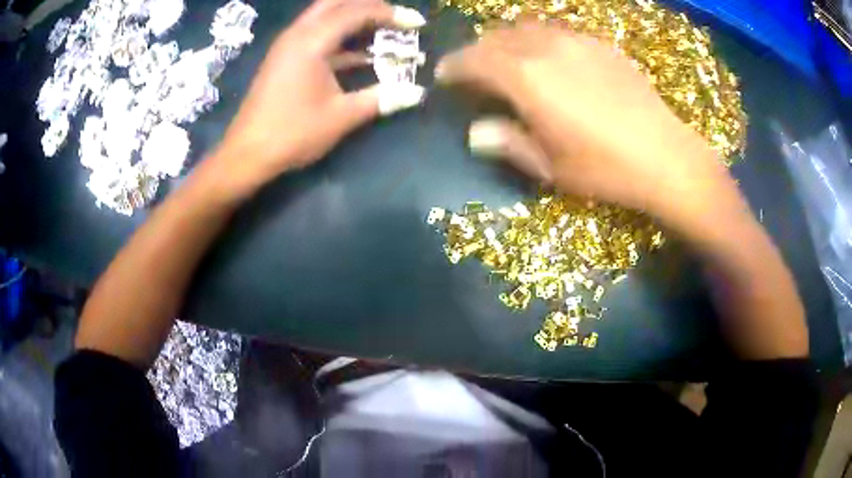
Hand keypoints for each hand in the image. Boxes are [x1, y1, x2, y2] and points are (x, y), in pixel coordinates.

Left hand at [212, 0, 426, 194]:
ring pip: (325, 15)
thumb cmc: (291, 134)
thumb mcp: (341, 117)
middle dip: (370, 6)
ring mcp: (288, 45)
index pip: (357, 12)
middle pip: (337, 3)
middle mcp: (298, 34)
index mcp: (311, 41)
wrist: (246, 154)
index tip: (417, 23)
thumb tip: (418, 92)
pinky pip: (316, 33)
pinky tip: (360, 52)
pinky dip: (340, 35)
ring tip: (383, 29)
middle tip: (396, 18)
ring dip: (354, 17)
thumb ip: (381, 99)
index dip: (390, 14)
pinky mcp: (284, 58)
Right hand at [436, 24, 744, 232]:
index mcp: (526, 78)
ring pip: (528, 29)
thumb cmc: (604, 169)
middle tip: (475, 70)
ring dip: (509, 42)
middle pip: (498, 37)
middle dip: (479, 51)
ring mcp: (577, 42)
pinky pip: (559, 33)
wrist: (666, 157)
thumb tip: (476, 133)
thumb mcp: (549, 165)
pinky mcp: (602, 46)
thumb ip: (508, 142)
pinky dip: (541, 42)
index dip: (454, 66)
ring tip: (509, 60)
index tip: (443, 75)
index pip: (474, 60)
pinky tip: (551, 60)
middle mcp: (546, 48)